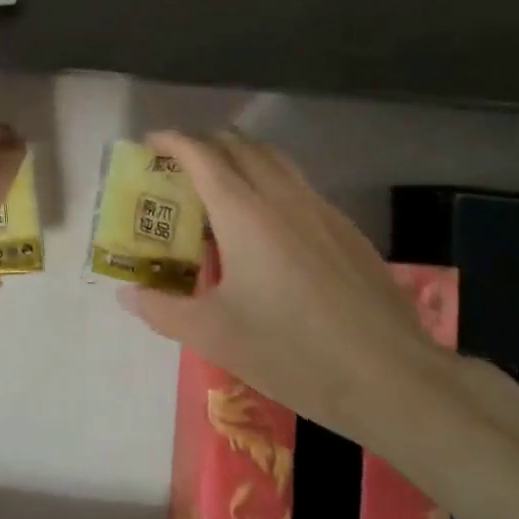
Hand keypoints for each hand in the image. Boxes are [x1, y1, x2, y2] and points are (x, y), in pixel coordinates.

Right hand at [117, 130, 453, 441]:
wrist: (392, 377)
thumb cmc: (292, 352)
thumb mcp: (214, 335)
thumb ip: (162, 308)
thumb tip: (126, 292)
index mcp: (243, 213)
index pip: (202, 155)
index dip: (173, 141)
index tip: (150, 142)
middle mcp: (282, 197)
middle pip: (240, 146)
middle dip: (206, 143)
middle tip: (180, 164)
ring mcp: (321, 210)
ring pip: (275, 160)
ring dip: (241, 157)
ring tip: (220, 184)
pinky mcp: (347, 230)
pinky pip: (299, 185)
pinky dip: (270, 181)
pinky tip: (268, 225)